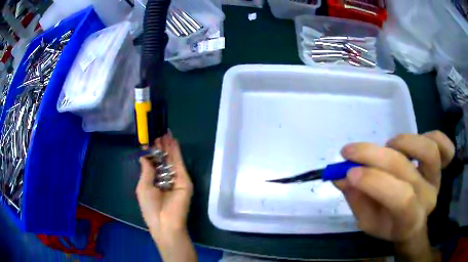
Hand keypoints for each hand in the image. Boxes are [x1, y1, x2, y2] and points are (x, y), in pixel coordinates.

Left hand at [136, 133, 195, 261]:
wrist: (165, 222)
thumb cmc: (150, 207)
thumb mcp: (143, 187)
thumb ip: (146, 170)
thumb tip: (144, 156)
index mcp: (154, 181)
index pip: (154, 163)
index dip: (152, 151)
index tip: (150, 139)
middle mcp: (165, 178)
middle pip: (163, 159)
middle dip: (161, 145)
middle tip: (158, 130)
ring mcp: (176, 178)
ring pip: (172, 159)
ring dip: (168, 145)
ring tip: (165, 131)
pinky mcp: (185, 180)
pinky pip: (179, 163)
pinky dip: (176, 152)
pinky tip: (173, 141)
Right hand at [335, 131, 453, 259]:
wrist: (411, 223)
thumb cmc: (388, 224)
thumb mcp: (368, 221)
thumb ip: (356, 199)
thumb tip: (340, 174)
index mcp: (410, 220)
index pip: (400, 199)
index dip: (375, 182)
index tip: (348, 172)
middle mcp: (428, 197)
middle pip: (406, 168)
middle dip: (373, 156)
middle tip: (349, 152)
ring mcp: (437, 178)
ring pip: (429, 150)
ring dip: (403, 143)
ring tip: (388, 145)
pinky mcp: (441, 165)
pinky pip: (444, 145)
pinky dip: (433, 135)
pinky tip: (417, 140)